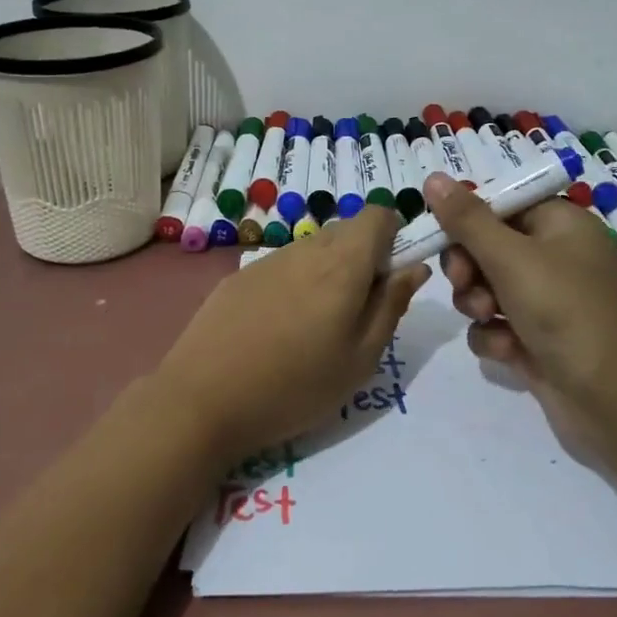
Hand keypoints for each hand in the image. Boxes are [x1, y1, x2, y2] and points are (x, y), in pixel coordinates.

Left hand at [153, 205, 428, 466]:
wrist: (201, 402)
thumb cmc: (295, 387)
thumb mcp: (361, 358)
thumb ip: (392, 305)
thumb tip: (415, 267)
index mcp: (342, 264)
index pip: (378, 214)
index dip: (394, 237)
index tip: (390, 278)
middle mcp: (304, 249)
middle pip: (346, 230)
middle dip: (363, 258)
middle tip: (356, 312)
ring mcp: (266, 261)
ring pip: (313, 248)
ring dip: (327, 272)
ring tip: (314, 327)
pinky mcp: (237, 277)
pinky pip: (281, 266)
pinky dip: (294, 284)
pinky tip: (276, 329)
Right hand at [424, 173, 616, 463]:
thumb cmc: (567, 313)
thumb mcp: (512, 258)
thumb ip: (467, 220)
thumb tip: (433, 178)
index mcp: (560, 224)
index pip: (500, 204)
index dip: (466, 218)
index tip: (438, 235)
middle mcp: (555, 257)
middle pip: (487, 246)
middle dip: (469, 267)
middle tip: (464, 282)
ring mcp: (547, 301)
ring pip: (486, 287)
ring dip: (478, 303)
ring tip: (491, 320)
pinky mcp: (538, 339)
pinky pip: (497, 325)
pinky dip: (495, 336)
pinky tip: (507, 352)